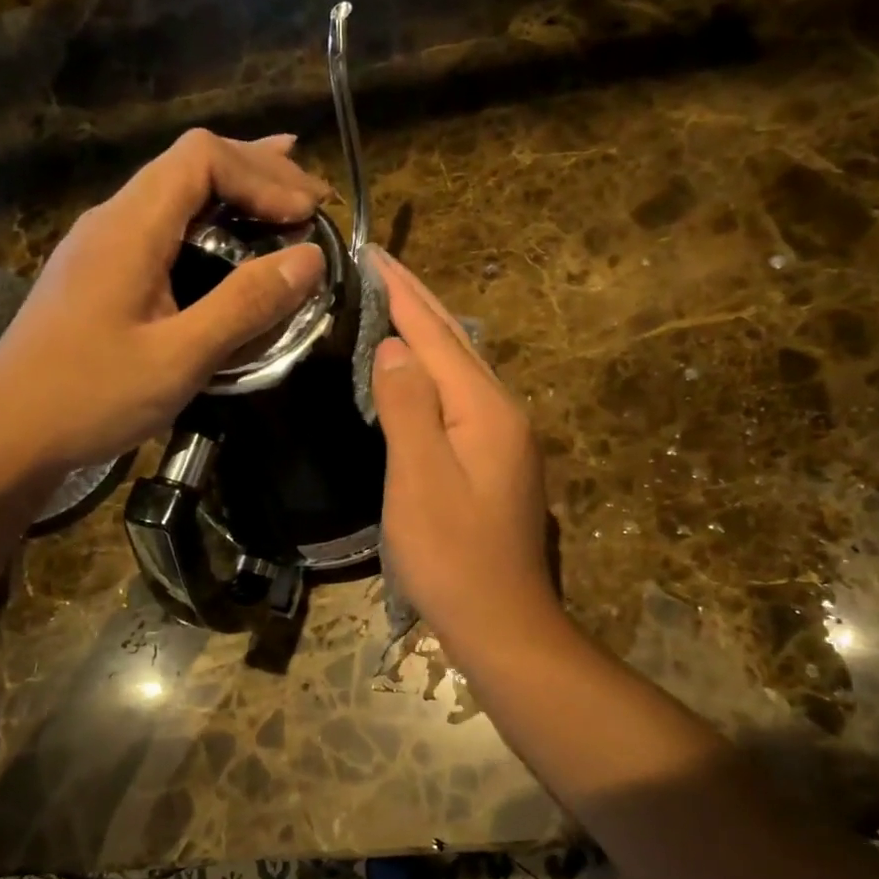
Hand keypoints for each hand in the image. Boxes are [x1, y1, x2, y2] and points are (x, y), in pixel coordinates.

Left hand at [0, 129, 330, 482]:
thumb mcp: (180, 357)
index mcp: (130, 227)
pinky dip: (211, 222)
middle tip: (314, 200)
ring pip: (176, 191)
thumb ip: (246, 304)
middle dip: (258, 172)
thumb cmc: (89, 396)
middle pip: (190, 163)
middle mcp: (113, 219)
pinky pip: (165, 225)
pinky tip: (230, 243)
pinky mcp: (101, 273)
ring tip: (287, 199)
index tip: (309, 216)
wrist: (6, 435)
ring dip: (235, 191)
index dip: (263, 175)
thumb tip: (311, 258)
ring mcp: (102, 244)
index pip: (202, 157)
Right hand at [369, 248, 562, 652]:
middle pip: (456, 344)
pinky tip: (419, 373)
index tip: (372, 254)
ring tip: (393, 305)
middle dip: (418, 302)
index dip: (402, 294)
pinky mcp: (499, 462)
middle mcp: (504, 413)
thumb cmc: (452, 555)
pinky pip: (463, 397)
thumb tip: (393, 347)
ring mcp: (507, 439)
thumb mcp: (419, 478)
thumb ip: (408, 405)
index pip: (436, 335)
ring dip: (428, 333)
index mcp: (485, 409)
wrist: (503, 623)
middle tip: (380, 266)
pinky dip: (437, 371)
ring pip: (462, 369)